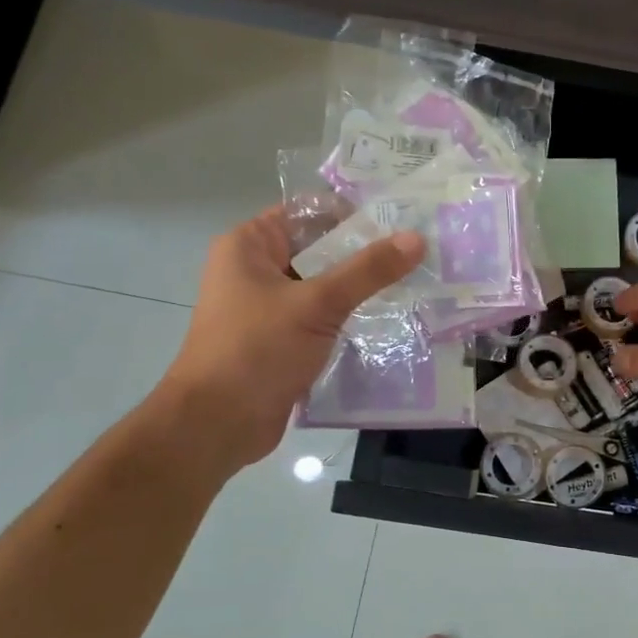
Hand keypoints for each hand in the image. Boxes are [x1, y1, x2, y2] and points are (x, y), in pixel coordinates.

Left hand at [158, 206, 424, 464]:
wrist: (217, 425)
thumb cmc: (256, 351)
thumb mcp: (316, 304)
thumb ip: (367, 270)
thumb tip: (417, 239)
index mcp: (250, 246)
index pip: (309, 212)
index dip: (353, 213)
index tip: (402, 220)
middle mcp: (257, 270)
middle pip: (320, 249)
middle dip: (366, 253)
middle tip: (421, 253)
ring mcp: (270, 307)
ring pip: (325, 286)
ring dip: (362, 289)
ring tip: (416, 283)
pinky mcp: (283, 340)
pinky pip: (323, 318)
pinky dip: (351, 318)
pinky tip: (392, 319)